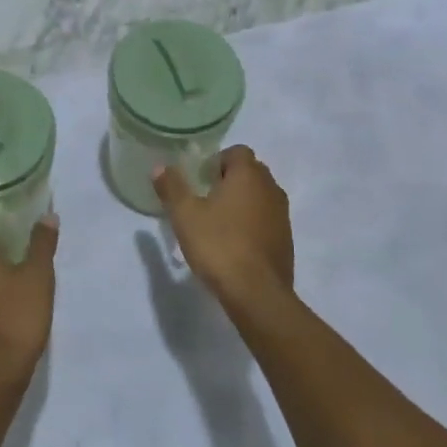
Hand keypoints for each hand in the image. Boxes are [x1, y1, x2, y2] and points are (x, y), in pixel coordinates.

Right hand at [153, 146, 293, 306]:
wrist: (257, 294)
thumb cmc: (218, 245)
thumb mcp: (185, 215)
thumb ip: (172, 187)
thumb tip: (161, 167)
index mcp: (248, 175)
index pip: (238, 151)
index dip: (217, 160)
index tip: (200, 179)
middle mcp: (270, 189)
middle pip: (251, 172)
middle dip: (229, 180)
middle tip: (205, 198)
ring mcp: (282, 215)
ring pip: (260, 197)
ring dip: (242, 202)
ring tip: (218, 222)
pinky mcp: (286, 240)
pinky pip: (267, 220)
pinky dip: (252, 223)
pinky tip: (234, 244)